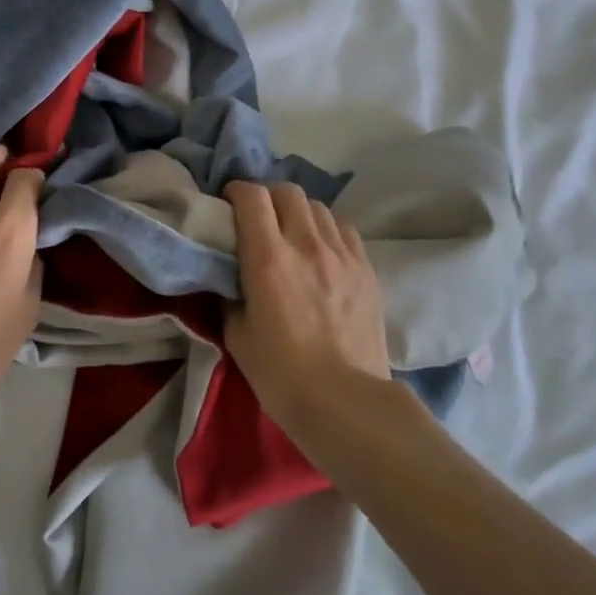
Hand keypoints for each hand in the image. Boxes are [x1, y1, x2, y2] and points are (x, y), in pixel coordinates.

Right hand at [224, 181, 390, 426]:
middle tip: (259, 219)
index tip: (228, 204)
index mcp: (268, 259)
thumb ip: (231, 293)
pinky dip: (327, 230)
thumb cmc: (281, 374)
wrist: (345, 402)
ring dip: (299, 213)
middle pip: (288, 192)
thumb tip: (231, 275)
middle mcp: (306, 245)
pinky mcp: (367, 269)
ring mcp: (342, 255)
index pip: (252, 197)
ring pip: (319, 207)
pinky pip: (344, 229)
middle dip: (268, 198)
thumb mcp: (236, 334)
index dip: (236, 192)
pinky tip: (322, 251)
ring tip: (292, 234)